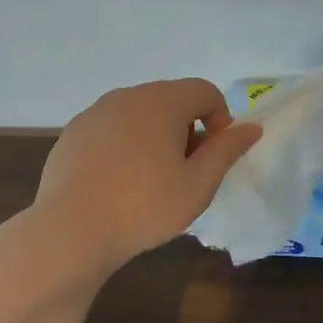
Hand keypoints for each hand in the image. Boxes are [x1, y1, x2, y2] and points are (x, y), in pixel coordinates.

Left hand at [34, 79, 262, 264]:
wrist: (70, 231)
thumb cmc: (144, 206)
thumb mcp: (198, 184)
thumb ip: (227, 150)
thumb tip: (251, 128)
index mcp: (161, 101)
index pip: (205, 91)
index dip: (220, 120)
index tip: (213, 157)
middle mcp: (127, 96)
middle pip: (171, 100)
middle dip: (187, 129)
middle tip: (185, 172)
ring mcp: (95, 113)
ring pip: (139, 114)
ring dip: (154, 137)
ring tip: (150, 180)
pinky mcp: (72, 133)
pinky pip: (111, 130)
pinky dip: (123, 146)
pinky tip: (117, 184)